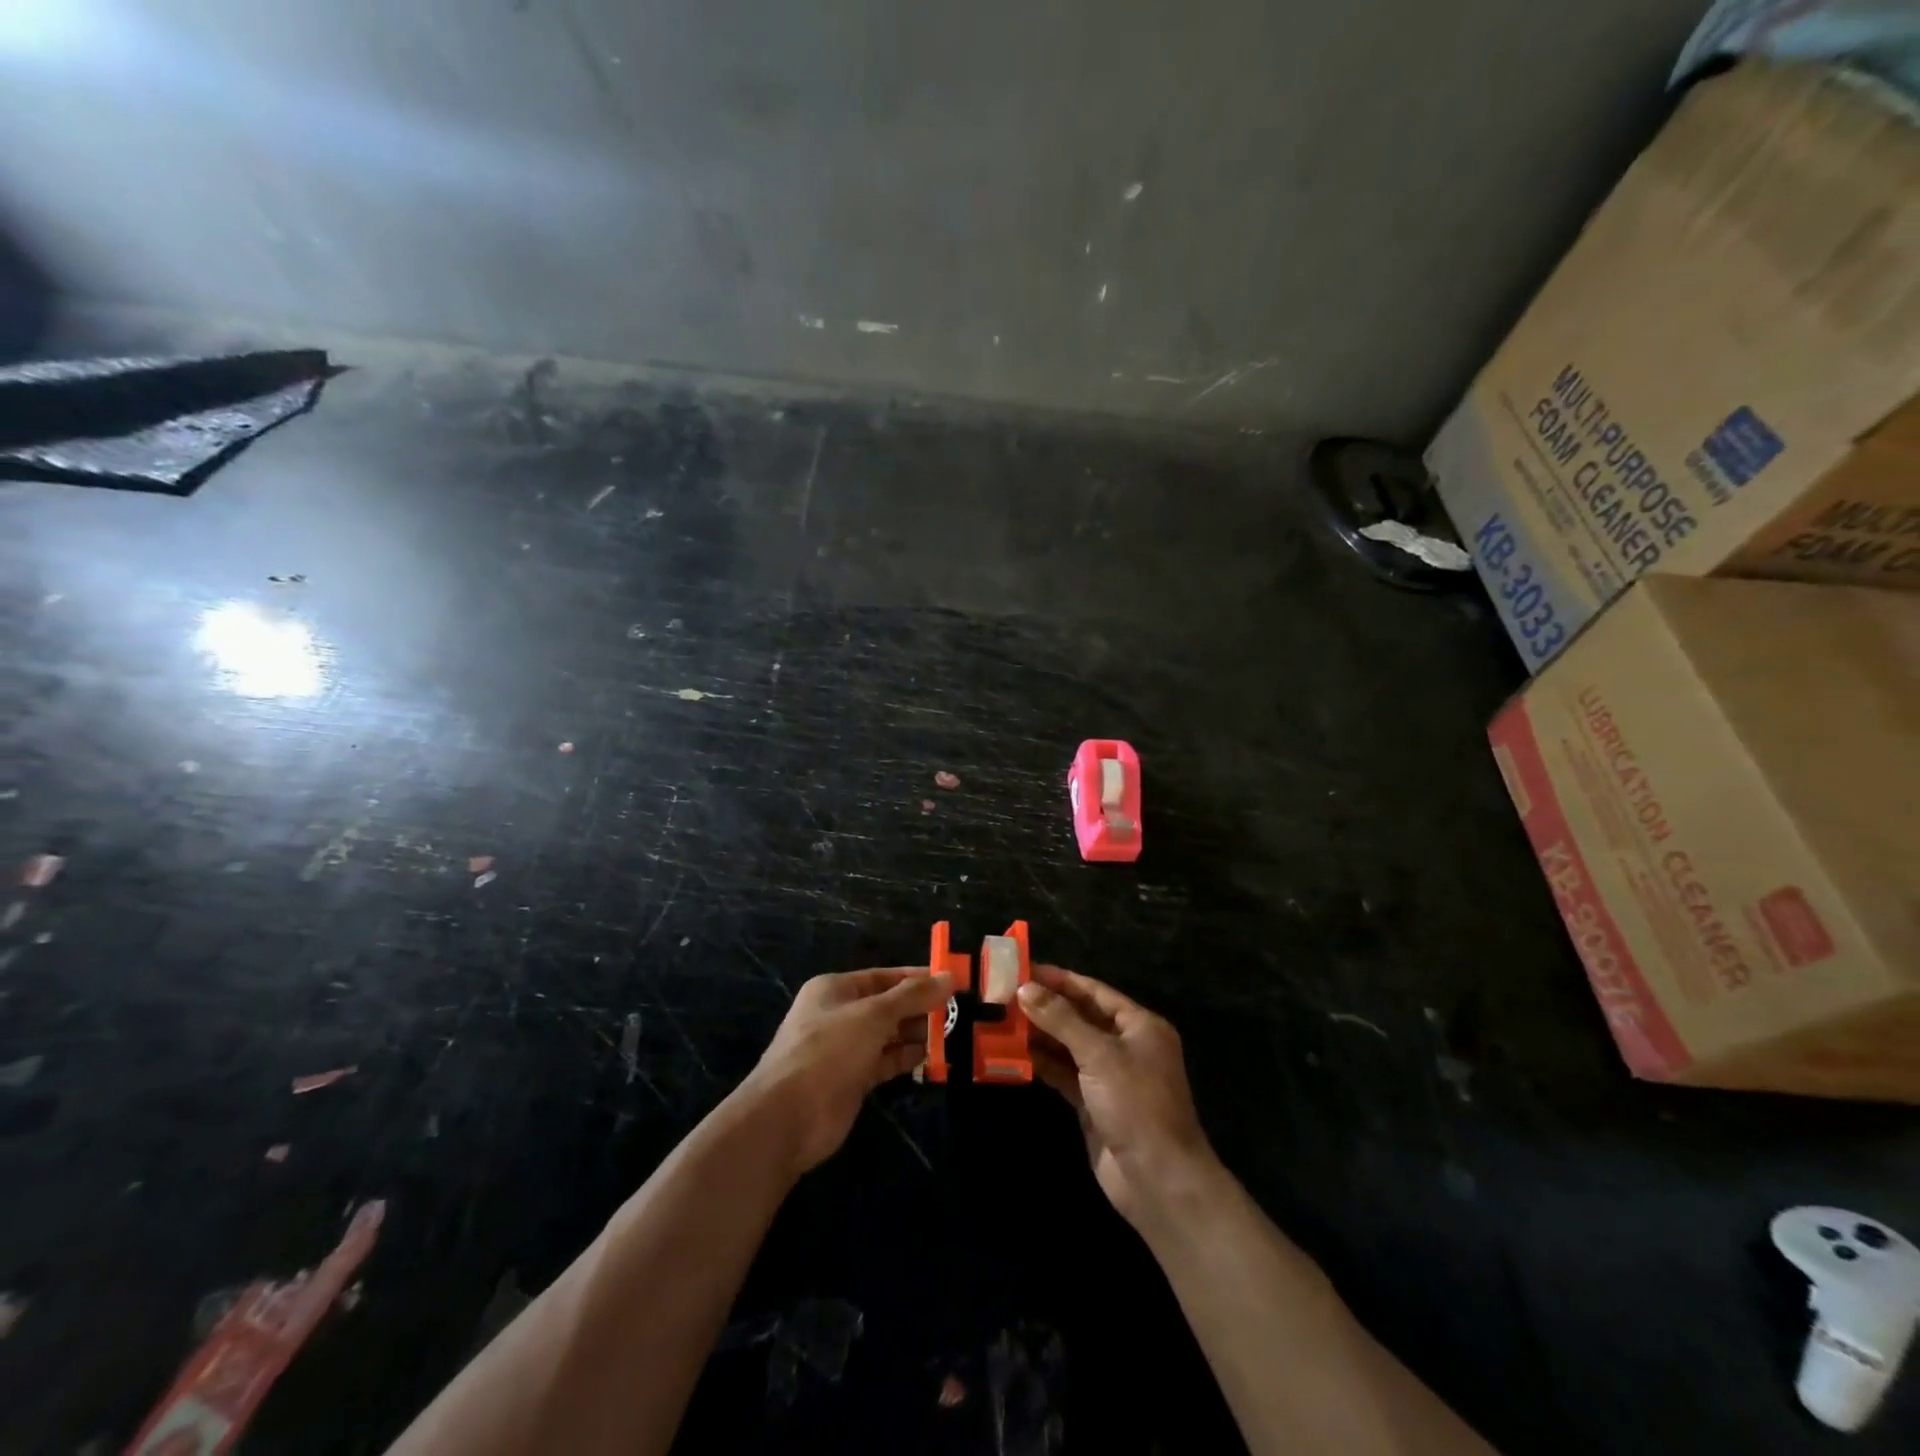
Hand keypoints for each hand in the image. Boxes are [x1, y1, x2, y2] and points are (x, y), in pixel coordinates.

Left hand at [741, 969, 952, 1174]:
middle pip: (887, 1005)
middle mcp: (839, 1015)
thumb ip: (912, 996)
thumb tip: (949, 976)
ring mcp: (844, 1049)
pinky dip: (906, 1058)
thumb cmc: (829, 1051)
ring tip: (951, 1034)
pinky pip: (884, 1061)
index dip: (916, 978)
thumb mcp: (874, 1015)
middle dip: (919, 1008)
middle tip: (956, 1012)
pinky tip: (932, 1057)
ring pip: (888, 1035)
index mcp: (835, 989)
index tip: (951, 982)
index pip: (883, 977)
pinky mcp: (851, 1079)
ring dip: (916, 1034)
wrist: (788, 1117)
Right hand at [1019, 966, 1215, 1228]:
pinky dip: (1042, 1064)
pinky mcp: (1093, 1104)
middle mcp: (1125, 1046)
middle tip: (1004, 995)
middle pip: (1079, 1017)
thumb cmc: (1136, 1104)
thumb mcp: (1099, 1054)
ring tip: (1001, 1020)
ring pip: (1068, 1046)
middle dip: (1044, 1007)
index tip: (1023, 969)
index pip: (1093, 991)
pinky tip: (1013, 1054)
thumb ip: (1061, 1019)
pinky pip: (1064, 1074)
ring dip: (1039, 1035)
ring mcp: (1109, 1077)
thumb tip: (1025, 988)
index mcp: (1139, 1025)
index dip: (1059, 980)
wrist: (1158, 1181)